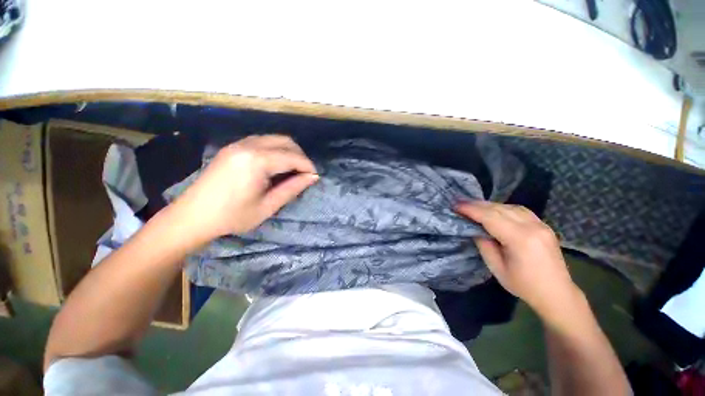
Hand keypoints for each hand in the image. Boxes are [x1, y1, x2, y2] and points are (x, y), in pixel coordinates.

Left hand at [169, 135, 317, 245]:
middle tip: (305, 173)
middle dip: (300, 155)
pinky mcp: (233, 147)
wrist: (193, 216)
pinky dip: (275, 150)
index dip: (308, 166)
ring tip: (292, 170)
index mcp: (257, 161)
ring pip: (274, 139)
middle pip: (285, 141)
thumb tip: (313, 177)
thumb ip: (292, 188)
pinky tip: (275, 165)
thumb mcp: (268, 206)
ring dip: (288, 151)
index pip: (292, 156)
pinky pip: (262, 141)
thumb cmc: (233, 216)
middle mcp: (248, 145)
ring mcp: (238, 144)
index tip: (315, 177)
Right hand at [455, 201, 581, 319]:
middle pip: (499, 209)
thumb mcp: (497, 268)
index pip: (490, 217)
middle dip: (477, 205)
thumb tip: (474, 228)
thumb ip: (484, 244)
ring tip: (474, 206)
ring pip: (510, 207)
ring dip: (489, 205)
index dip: (471, 210)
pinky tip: (494, 210)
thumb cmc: (524, 285)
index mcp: (520, 239)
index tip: (455, 206)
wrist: (557, 293)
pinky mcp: (543, 225)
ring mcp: (541, 224)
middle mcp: (532, 227)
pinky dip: (503, 208)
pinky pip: (520, 210)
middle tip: (460, 203)